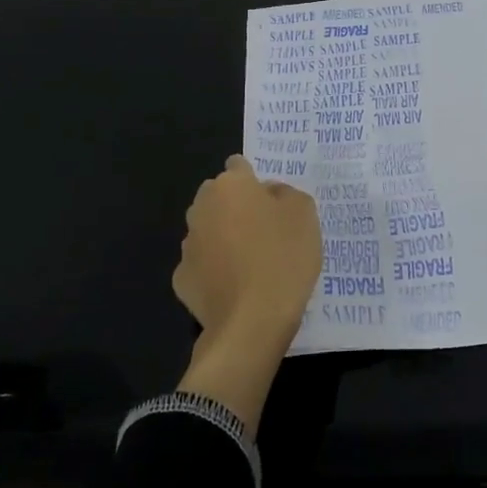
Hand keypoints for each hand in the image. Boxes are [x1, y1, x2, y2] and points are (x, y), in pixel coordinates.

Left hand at [174, 155, 321, 428]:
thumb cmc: (283, 257)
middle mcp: (201, 208)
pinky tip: (235, 285)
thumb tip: (269, 194)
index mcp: (230, 186)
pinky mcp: (181, 280)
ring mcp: (187, 245)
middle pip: (218, 197)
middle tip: (264, 228)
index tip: (271, 199)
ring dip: (224, 237)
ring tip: (251, 261)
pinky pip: (201, 264)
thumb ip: (286, 194)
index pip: (238, 165)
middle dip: (235, 206)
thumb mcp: (304, 214)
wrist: (252, 322)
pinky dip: (214, 269)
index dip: (255, 179)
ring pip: (208, 230)